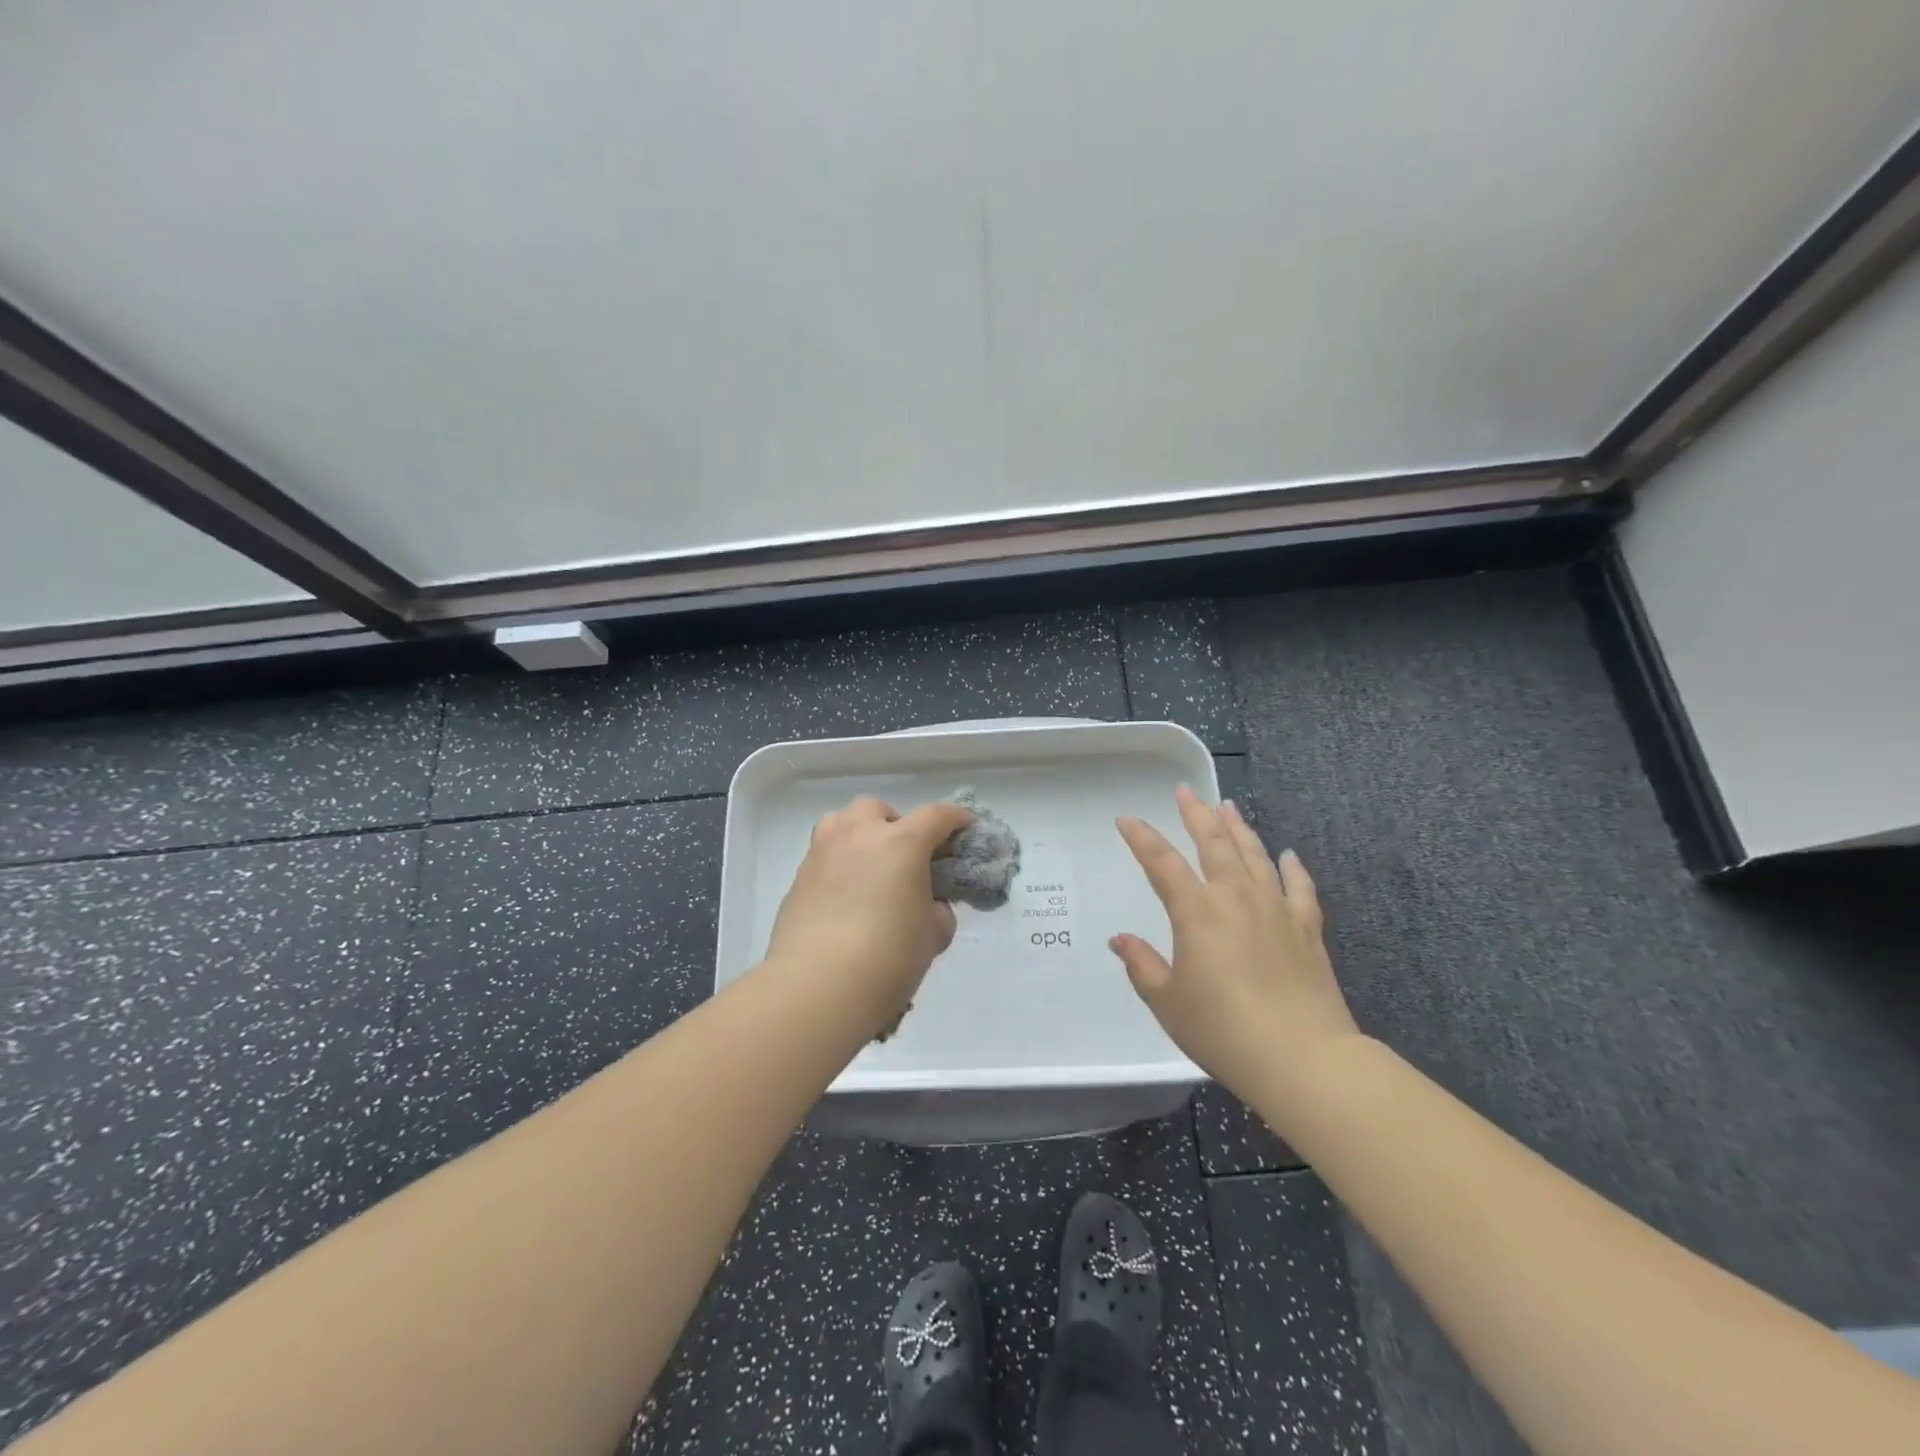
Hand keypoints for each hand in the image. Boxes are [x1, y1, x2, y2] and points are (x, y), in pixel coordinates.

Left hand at [764, 795, 973, 1037]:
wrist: (817, 986)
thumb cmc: (888, 958)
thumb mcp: (933, 936)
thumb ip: (937, 911)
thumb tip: (928, 906)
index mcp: (902, 842)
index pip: (937, 816)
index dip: (956, 819)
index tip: (965, 828)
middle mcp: (860, 834)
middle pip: (880, 810)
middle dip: (896, 826)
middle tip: (905, 858)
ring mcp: (824, 851)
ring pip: (842, 821)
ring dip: (859, 834)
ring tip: (868, 866)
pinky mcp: (798, 876)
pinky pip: (824, 853)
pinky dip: (838, 863)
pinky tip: (844, 896)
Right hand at [1111, 787, 1359, 1102]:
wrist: (1303, 1057)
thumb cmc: (1223, 1030)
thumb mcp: (1167, 1001)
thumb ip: (1142, 965)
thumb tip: (1120, 940)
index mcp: (1196, 911)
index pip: (1162, 862)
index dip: (1142, 838)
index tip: (1127, 819)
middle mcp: (1235, 897)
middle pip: (1213, 844)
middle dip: (1196, 815)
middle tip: (1186, 791)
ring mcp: (1276, 909)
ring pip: (1255, 855)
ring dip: (1239, 828)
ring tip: (1229, 807)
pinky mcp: (1307, 929)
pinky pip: (1299, 887)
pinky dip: (1292, 868)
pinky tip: (1288, 855)